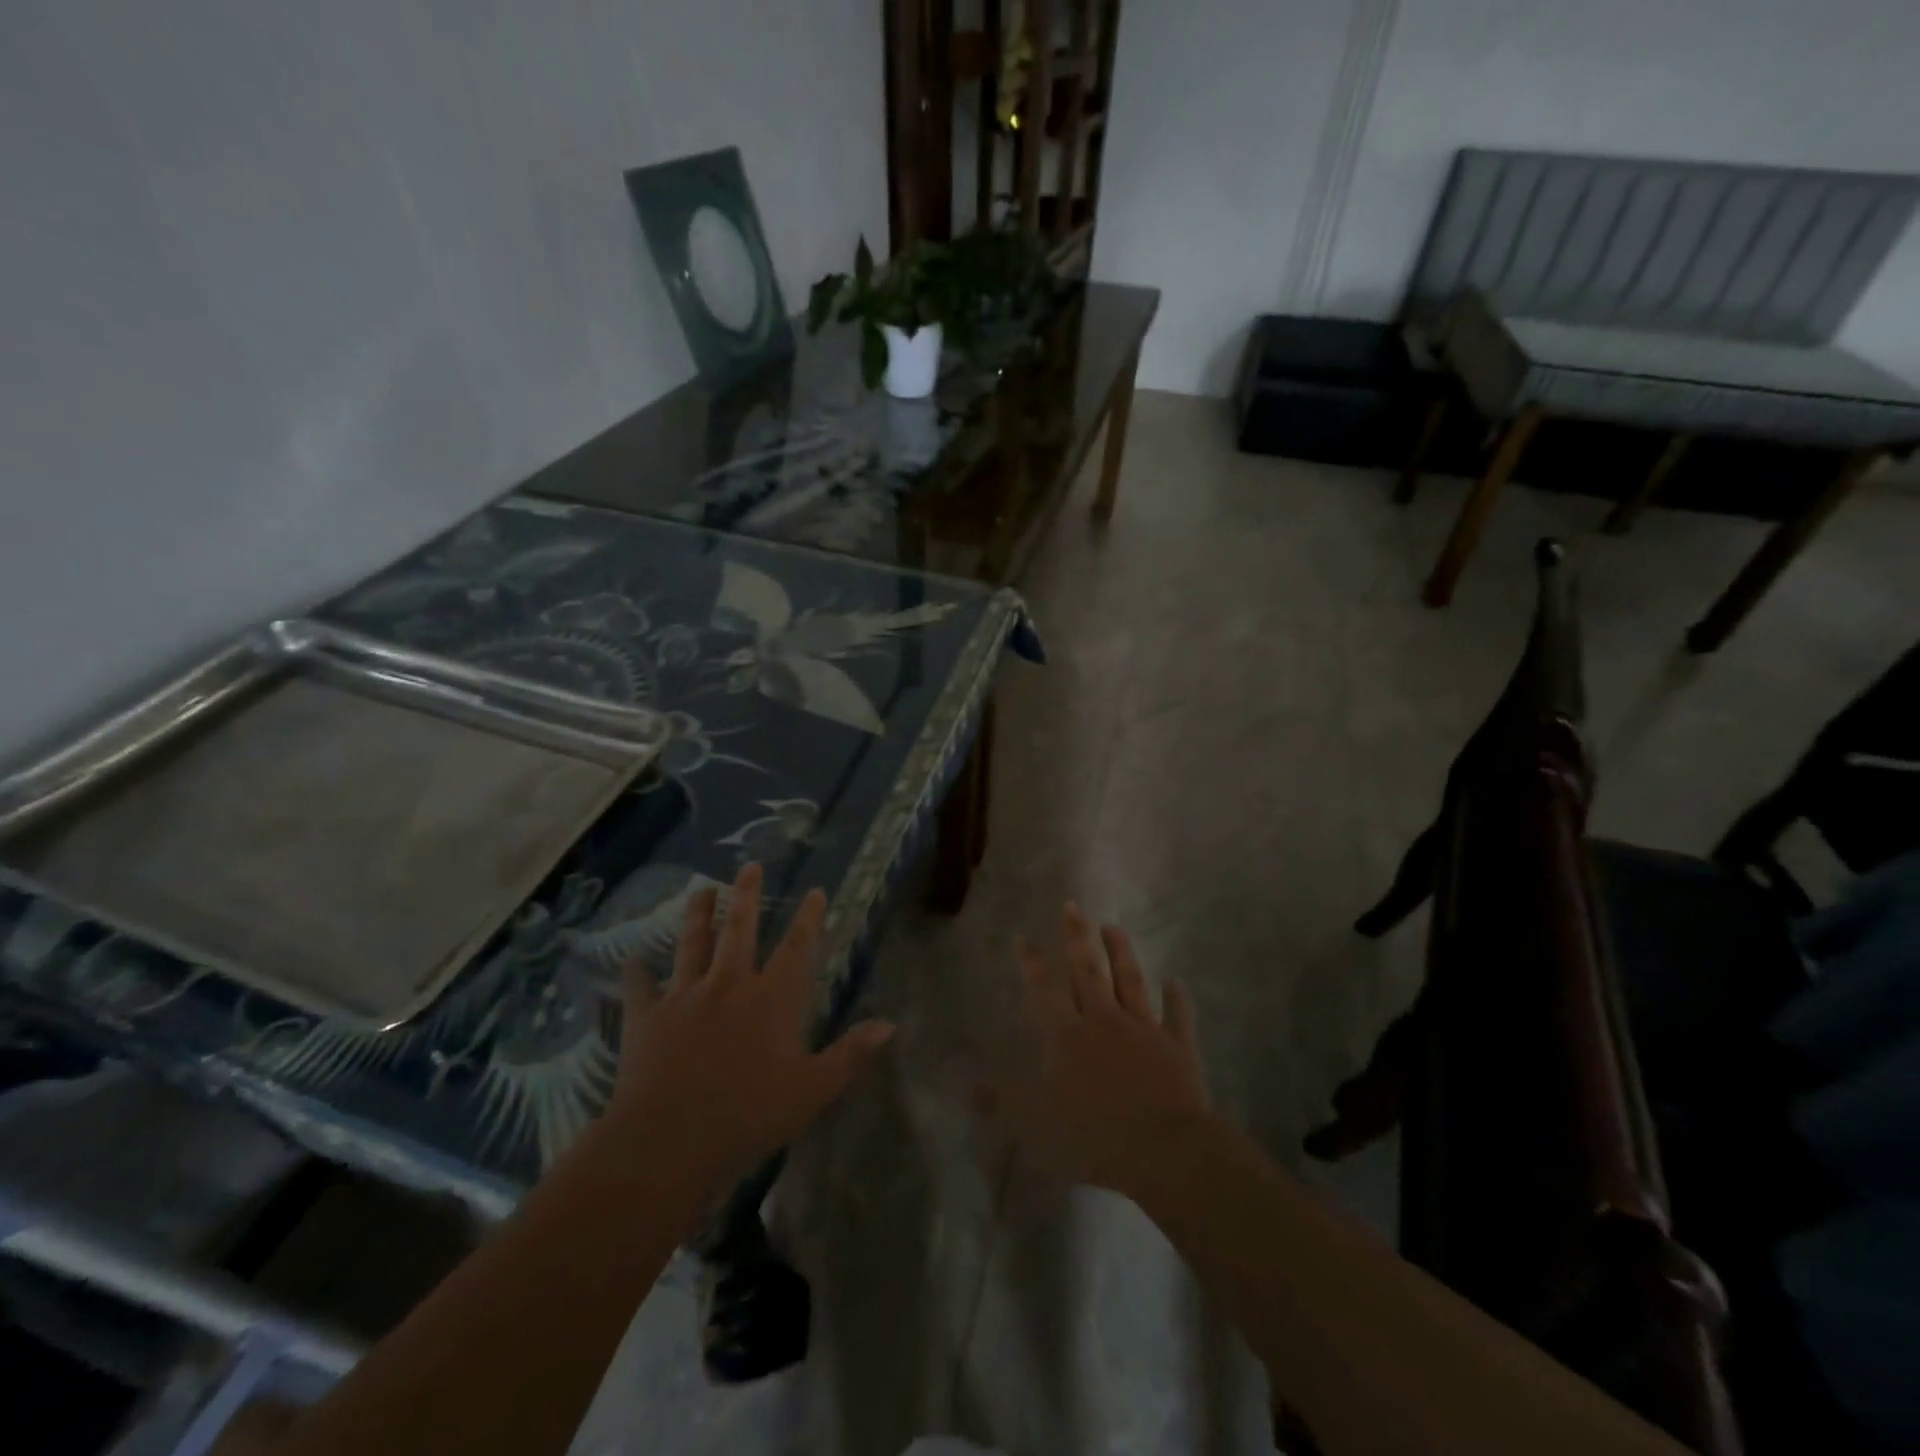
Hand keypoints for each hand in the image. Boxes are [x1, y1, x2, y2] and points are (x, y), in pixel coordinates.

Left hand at [605, 863, 894, 1193]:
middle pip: (740, 930)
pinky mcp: (648, 1017)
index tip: (814, 890)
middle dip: (747, 896)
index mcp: (772, 999)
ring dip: (698, 915)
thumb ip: (851, 1054)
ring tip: (701, 890)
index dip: (808, 918)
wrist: (669, 1140)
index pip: (797, 948)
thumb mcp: (813, 1090)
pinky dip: (637, 971)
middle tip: (750, 866)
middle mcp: (729, 985)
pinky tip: (632, 957)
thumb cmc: (748, 1115)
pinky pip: (641, 986)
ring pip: (693, 944)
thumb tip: (889, 1024)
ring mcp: (685, 996)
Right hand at [989, 903, 1209, 1196]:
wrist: (1162, 1149)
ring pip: (1130, 982)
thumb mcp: (1034, 1124)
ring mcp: (1143, 1030)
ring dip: (1121, 953)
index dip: (1032, 963)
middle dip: (1077, 937)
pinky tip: (1175, 982)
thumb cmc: (1092, 1136)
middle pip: (1088, 971)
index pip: (1044, 990)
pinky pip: (1176, 1016)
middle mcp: (1103, 1021)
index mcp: (1067, 1037)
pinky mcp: (1177, 1048)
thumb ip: (1002, 1101)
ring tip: (1113, 927)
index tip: (1024, 937)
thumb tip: (969, 1086)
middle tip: (1073, 906)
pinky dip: (1176, 998)